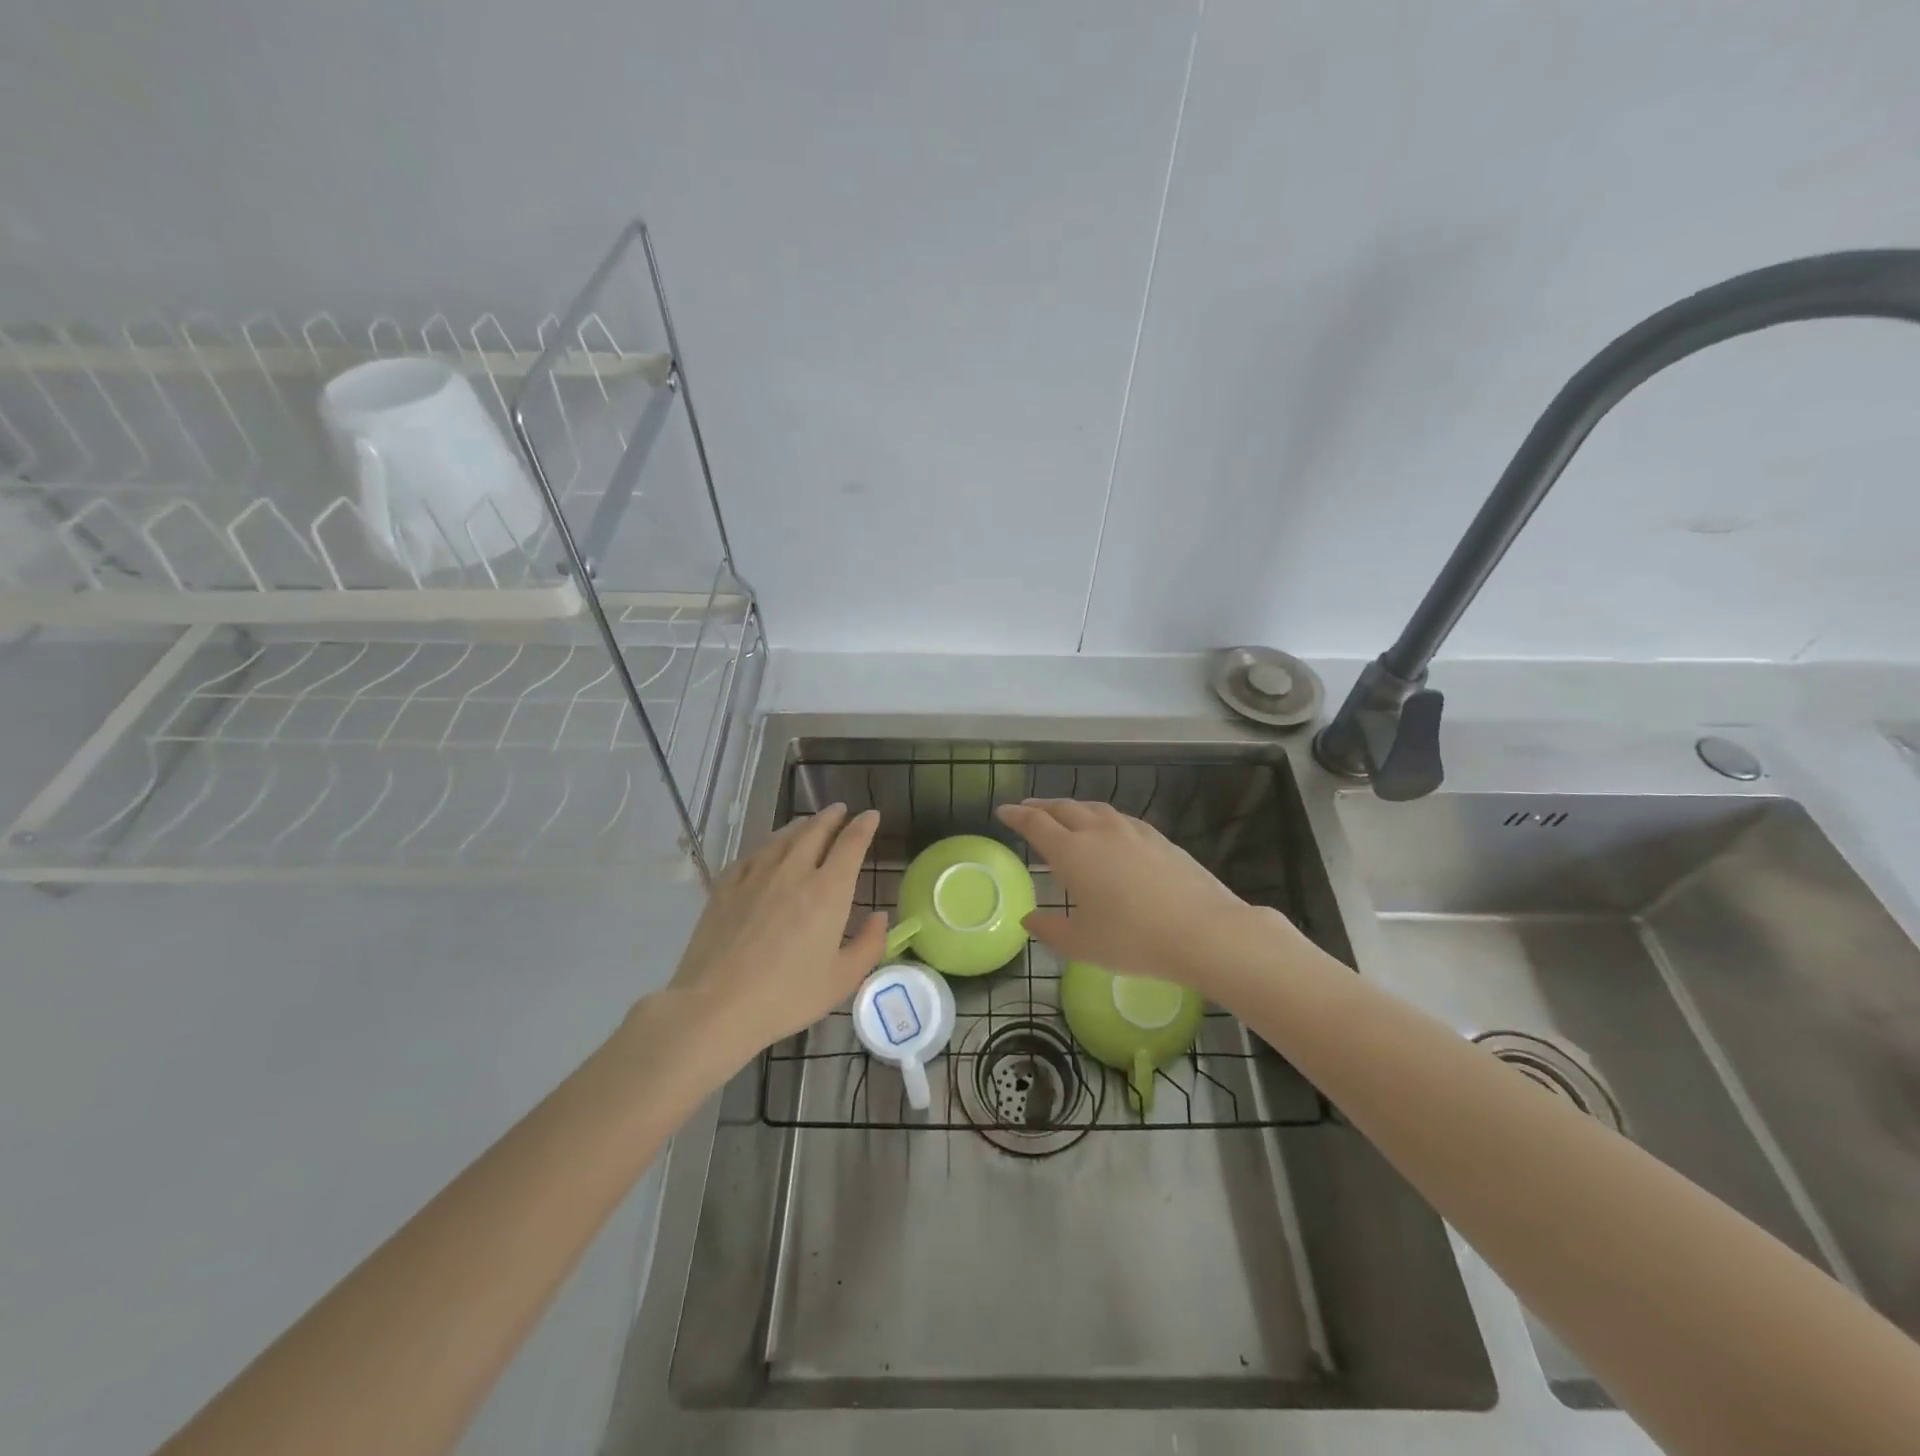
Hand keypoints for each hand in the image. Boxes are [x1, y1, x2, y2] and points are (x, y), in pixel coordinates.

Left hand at [656, 804, 886, 1069]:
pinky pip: (752, 854)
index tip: (871, 815)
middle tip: (840, 810)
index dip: (864, 826)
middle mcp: (794, 872)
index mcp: (828, 891)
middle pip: (815, 830)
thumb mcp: (842, 980)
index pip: (851, 844)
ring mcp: (756, 875)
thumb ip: (869, 945)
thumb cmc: (786, 996)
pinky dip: (767, 846)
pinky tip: (766, 851)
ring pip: (782, 837)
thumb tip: (880, 917)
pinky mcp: (725, 886)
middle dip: (831, 816)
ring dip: (800, 825)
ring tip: (807, 823)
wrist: (716, 1006)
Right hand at [995, 799, 1296, 1003]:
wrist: (1205, 931)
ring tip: (1064, 815)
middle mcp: (1099, 832)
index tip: (1003, 811)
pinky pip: (1119, 819)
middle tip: (1027, 809)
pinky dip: (1101, 818)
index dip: (1016, 815)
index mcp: (1072, 853)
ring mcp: (1132, 831)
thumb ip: (1050, 930)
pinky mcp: (1158, 838)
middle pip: (1063, 808)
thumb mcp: (1083, 945)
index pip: (1036, 824)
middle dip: (1041, 807)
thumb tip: (1029, 919)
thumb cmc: (1134, 941)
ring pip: (1094, 808)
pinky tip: (1108, 831)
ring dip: (1072, 808)